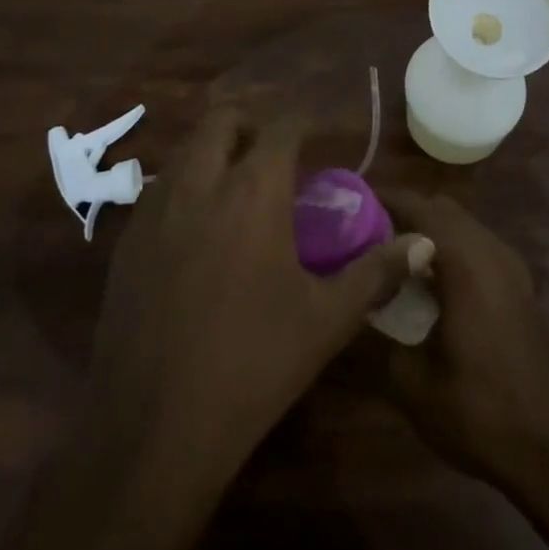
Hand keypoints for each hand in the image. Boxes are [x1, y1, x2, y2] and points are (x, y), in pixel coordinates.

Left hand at [85, 110, 427, 486]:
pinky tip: (196, 233)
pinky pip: (158, 191)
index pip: (281, 128)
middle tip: (272, 156)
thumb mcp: (327, 319)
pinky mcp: (125, 242)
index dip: (303, 124)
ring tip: (235, 190)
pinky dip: (183, 189)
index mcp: (253, 191)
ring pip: (185, 152)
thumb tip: (423, 243)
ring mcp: (154, 210)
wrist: (153, 428)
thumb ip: (376, 271)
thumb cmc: (253, 364)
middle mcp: (200, 183)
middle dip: (249, 125)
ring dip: (213, 153)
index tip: (319, 138)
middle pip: (221, 120)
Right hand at [374, 190, 548, 549]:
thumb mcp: (413, 385)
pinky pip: (476, 248)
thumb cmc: (483, 414)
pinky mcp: (519, 288)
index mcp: (467, 261)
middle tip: (360, 235)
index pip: (419, 206)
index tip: (345, 207)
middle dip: (401, 213)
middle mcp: (492, 251)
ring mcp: (511, 268)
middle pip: (440, 209)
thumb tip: (336, 314)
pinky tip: (425, 286)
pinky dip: (448, 249)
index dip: (381, 199)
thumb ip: (369, 342)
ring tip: (386, 258)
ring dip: (426, 231)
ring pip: (461, 227)